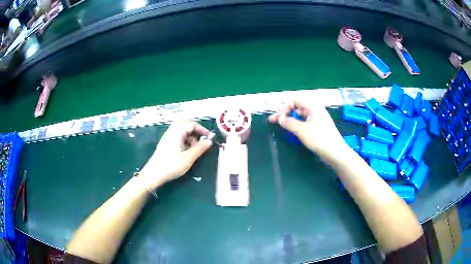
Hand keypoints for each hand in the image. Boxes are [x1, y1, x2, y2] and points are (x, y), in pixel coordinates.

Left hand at [139, 120, 212, 189]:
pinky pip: (176, 136)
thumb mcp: (189, 158)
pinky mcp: (165, 144)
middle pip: (184, 123)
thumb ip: (200, 148)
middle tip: (202, 138)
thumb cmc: (172, 165)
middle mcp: (171, 131)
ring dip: (189, 135)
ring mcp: (167, 137)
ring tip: (195, 148)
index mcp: (177, 131)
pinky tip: (186, 150)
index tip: (210, 137)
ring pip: (180, 130)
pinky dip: (184, 140)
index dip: (202, 129)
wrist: (153, 174)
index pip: (192, 124)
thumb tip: (209, 141)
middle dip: (195, 129)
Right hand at [268, 100, 347, 159]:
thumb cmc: (319, 138)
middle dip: (285, 113)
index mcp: (313, 107)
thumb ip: (289, 123)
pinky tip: (293, 131)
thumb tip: (280, 118)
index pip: (295, 101)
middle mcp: (316, 110)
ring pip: (301, 116)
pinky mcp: (319, 127)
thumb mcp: (302, 130)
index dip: (285, 107)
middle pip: (297, 108)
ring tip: (282, 126)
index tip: (278, 118)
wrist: (335, 152)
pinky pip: (306, 122)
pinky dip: (298, 125)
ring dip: (291, 119)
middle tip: (275, 122)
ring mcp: (318, 119)